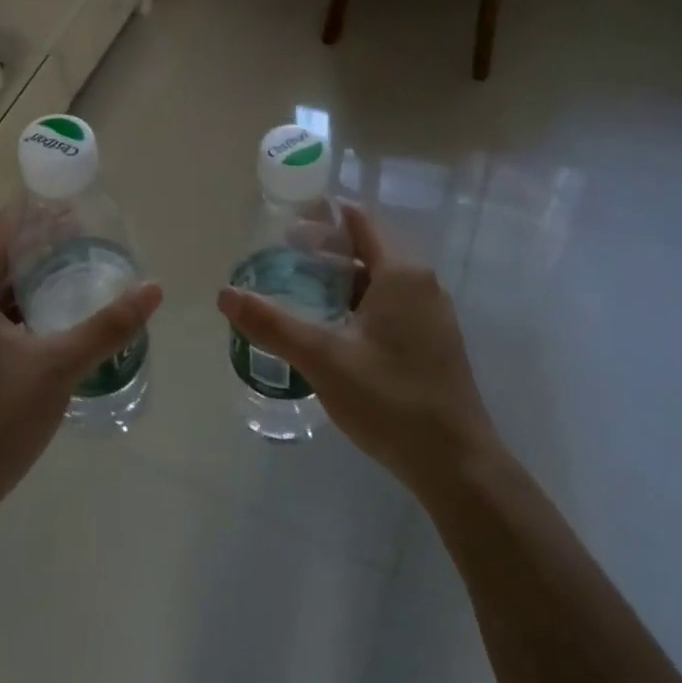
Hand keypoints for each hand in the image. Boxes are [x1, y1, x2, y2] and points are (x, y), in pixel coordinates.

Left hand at [0, 209, 161, 521]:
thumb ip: (107, 325)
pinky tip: (41, 323)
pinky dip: (8, 313)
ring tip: (70, 276)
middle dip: (36, 250)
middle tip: (84, 242)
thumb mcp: (58, 367)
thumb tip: (155, 288)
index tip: (74, 207)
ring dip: (23, 284)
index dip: (37, 215)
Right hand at [218, 204, 493, 507]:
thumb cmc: (390, 399)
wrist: (456, 465)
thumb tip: (225, 294)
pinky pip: (388, 306)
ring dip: (338, 280)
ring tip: (297, 293)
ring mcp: (431, 314)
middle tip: (279, 260)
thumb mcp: (323, 359)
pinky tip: (330, 329)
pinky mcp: (432, 342)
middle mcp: (421, 284)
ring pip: (376, 280)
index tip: (282, 224)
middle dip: (322, 251)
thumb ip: (272, 324)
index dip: (320, 216)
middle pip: (365, 248)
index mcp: (401, 273)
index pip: (358, 221)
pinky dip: (355, 304)